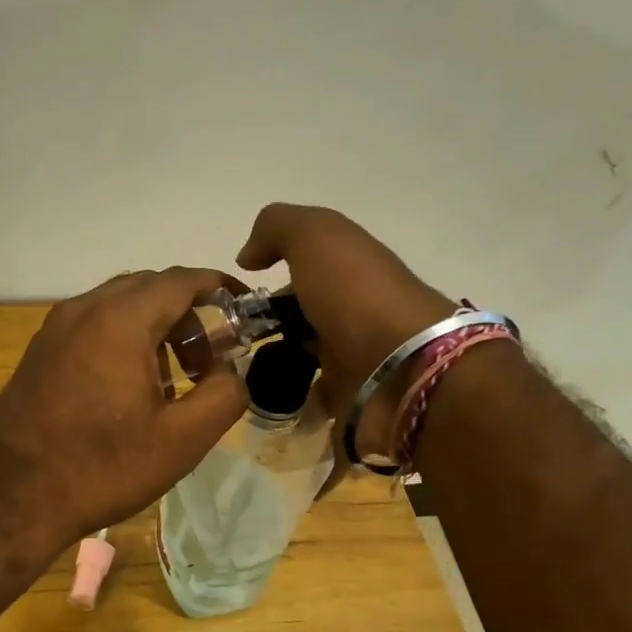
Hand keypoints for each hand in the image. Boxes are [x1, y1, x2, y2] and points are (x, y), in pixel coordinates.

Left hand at [0, 268, 249, 554]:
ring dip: (154, 327)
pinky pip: (91, 327)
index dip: (220, 286)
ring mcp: (53, 329)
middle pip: (149, 288)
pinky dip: (122, 338)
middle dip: (188, 312)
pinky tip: (128, 388)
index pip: (181, 280)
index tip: (245, 308)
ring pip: (117, 306)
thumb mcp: (182, 440)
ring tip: (172, 379)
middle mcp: (83, 310)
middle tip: (210, 357)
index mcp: (120, 320)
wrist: (11, 499)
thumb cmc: (102, 468)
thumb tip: (228, 369)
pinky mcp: (37, 352)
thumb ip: (225, 393)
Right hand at [237, 204, 455, 455]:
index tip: (232, 299)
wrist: (403, 369)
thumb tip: (247, 257)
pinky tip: (260, 402)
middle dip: (262, 327)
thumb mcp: (315, 237)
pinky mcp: (348, 400)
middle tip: (227, 340)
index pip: (300, 270)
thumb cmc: (356, 294)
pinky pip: (308, 398)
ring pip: (300, 357)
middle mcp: (350, 310)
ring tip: (235, 373)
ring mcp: (351, 357)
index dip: (266, 280)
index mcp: (348, 269)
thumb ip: (276, 229)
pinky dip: (287, 400)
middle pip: (297, 316)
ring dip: (271, 364)